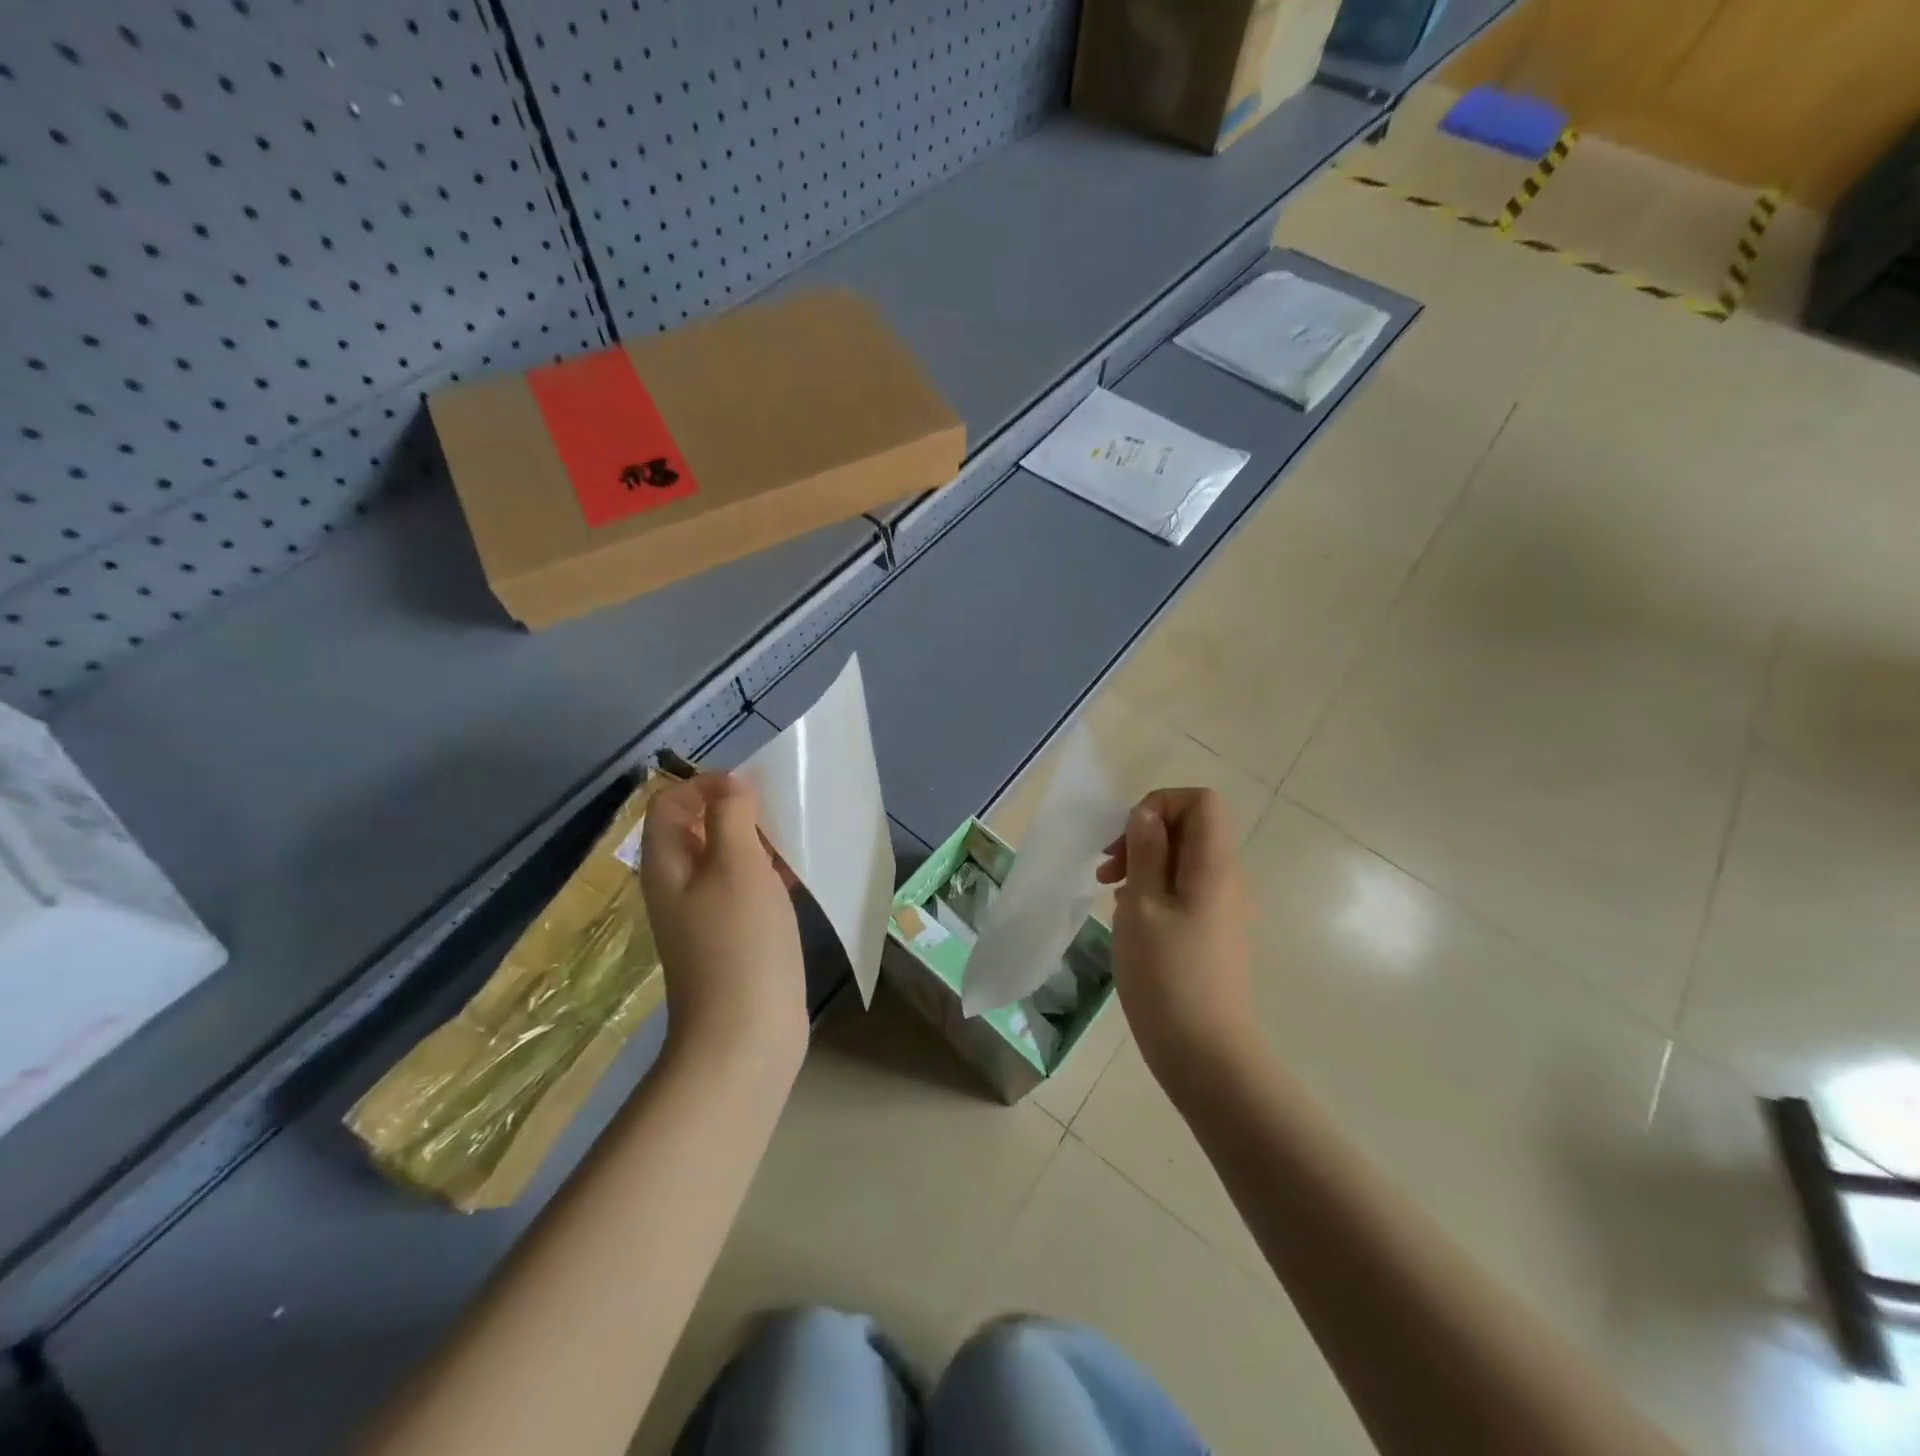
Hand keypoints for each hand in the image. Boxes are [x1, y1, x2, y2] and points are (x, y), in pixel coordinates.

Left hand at [640, 774, 806, 1072]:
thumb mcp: (736, 866)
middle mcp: (678, 884)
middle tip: (780, 814)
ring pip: (727, 858)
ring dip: (758, 842)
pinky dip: (768, 874)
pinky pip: (745, 888)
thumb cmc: (740, 942)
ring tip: (796, 841)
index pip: (671, 801)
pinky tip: (799, 877)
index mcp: (666, 863)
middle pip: (699, 827)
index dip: (706, 784)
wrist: (745, 1035)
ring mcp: (704, 913)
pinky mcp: (732, 936)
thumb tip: (730, 786)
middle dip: (738, 811)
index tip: (752, 790)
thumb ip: (730, 816)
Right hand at [1098, 788, 1259, 1100]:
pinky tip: (1128, 917)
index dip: (1160, 805)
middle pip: (1190, 828)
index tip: (1127, 838)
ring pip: (1183, 861)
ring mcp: (1221, 908)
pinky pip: (1183, 890)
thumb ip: (1146, 852)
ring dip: (1144, 864)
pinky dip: (1154, 890)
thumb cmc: (1166, 974)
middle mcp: (1225, 878)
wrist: (1204, 1053)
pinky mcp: (1211, 933)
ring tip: (1111, 893)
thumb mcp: (1142, 904)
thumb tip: (1147, 814)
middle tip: (1108, 869)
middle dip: (1144, 835)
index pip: (1200, 801)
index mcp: (1213, 864)